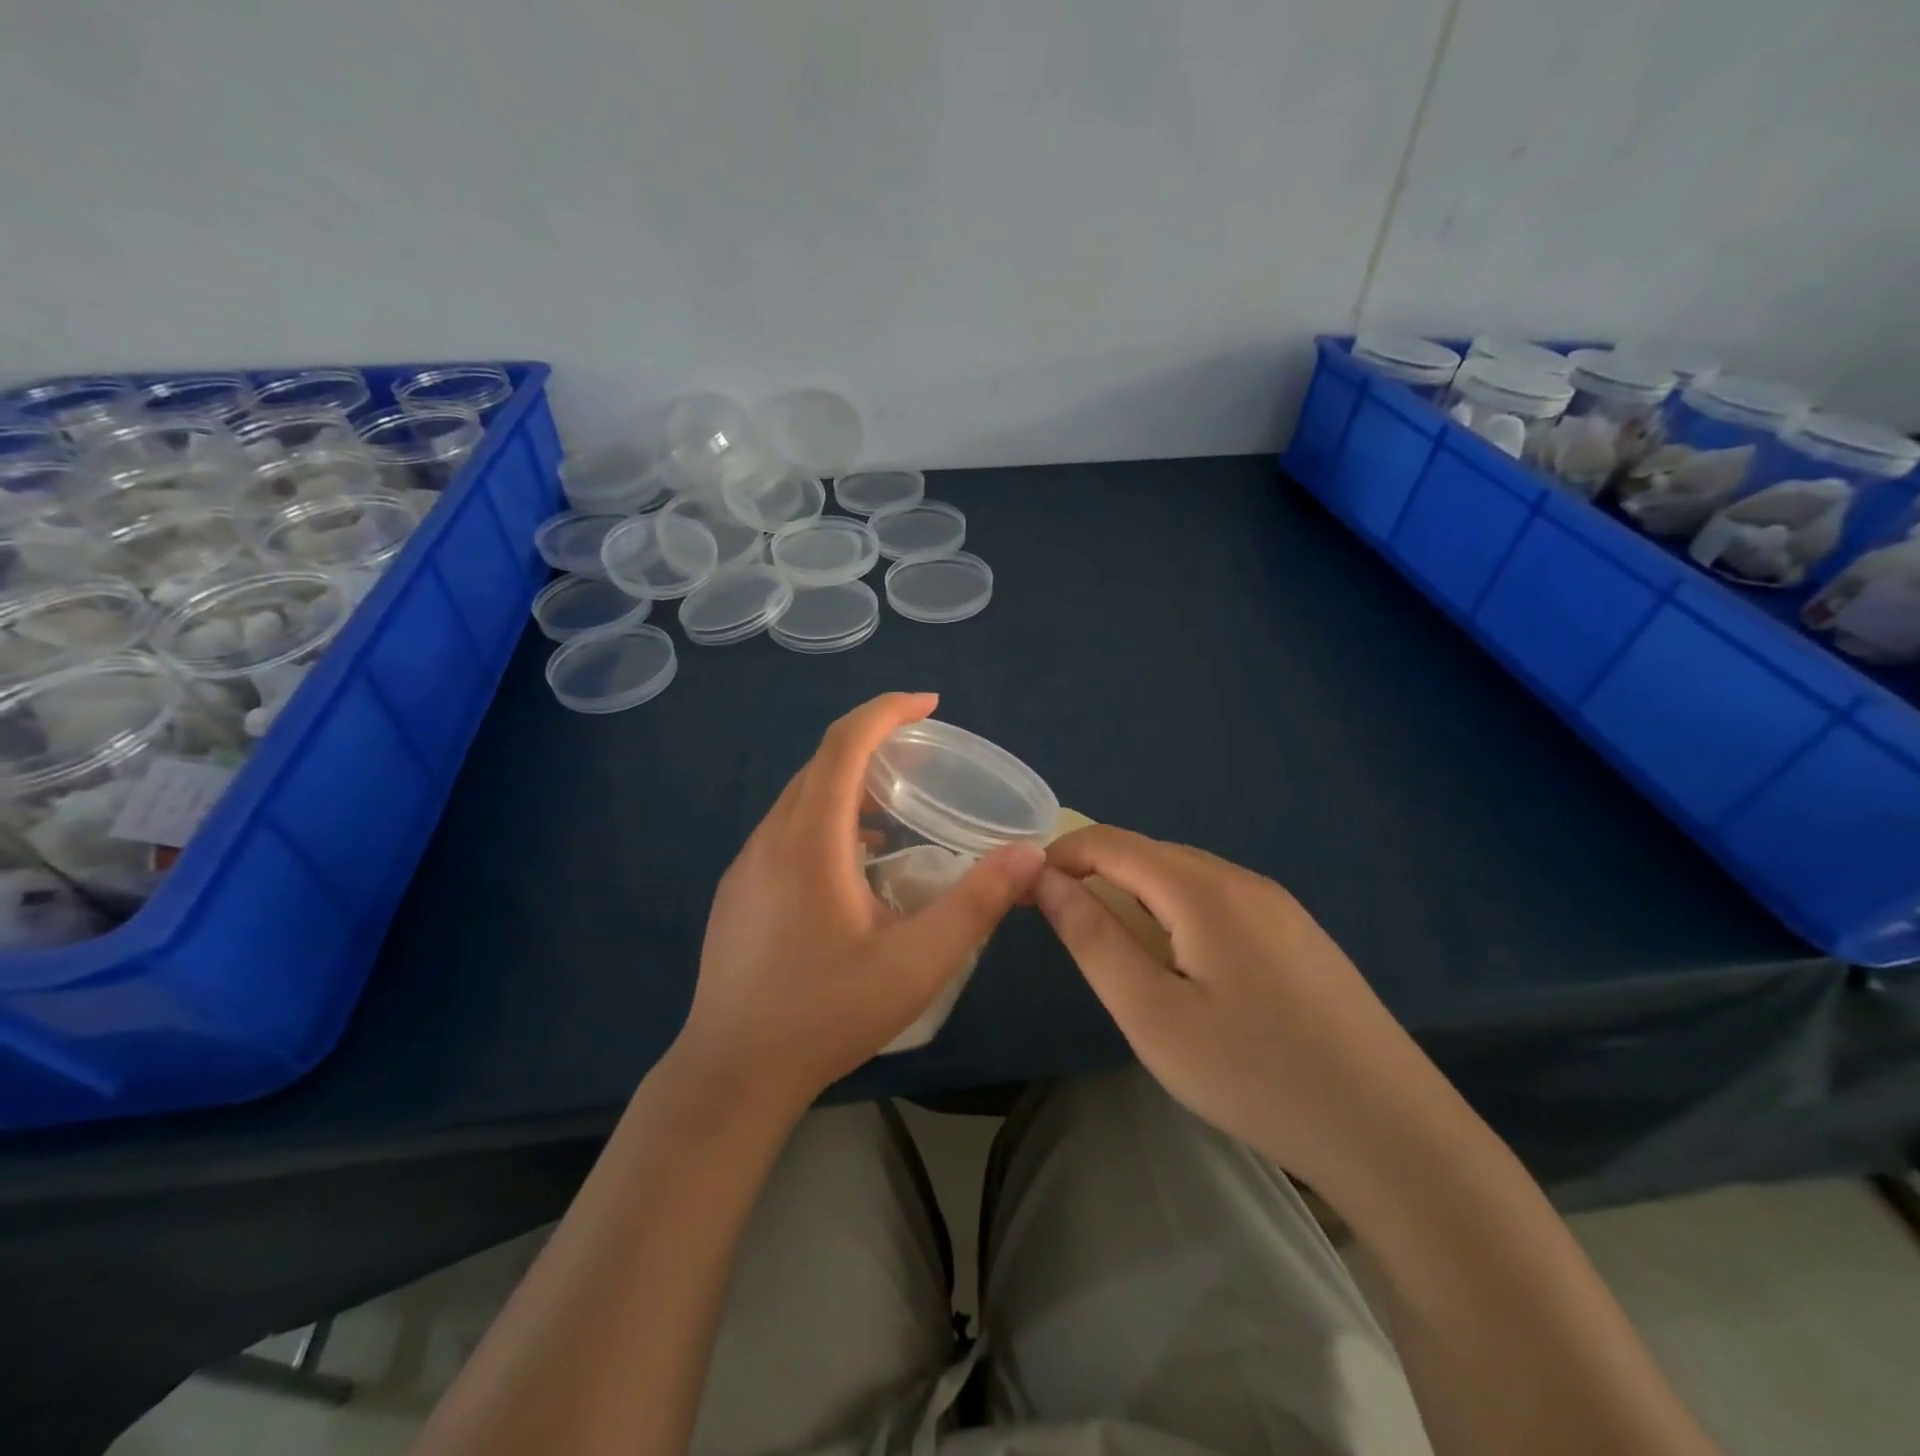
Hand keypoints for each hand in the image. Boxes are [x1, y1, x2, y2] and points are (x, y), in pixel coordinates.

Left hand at [678, 692, 1043, 1108]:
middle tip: (923, 758)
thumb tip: (1030, 856)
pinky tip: (855, 866)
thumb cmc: (826, 1013)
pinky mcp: (738, 892)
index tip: (929, 703)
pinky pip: (786, 831)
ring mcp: (746, 865)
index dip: (887, 711)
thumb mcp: (917, 961)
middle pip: (821, 765)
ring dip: (848, 788)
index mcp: (809, 839)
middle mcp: (771, 838)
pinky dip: (826, 822)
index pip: (845, 743)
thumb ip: (977, 904)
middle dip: (873, 745)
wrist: (732, 1074)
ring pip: (800, 800)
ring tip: (897, 813)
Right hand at [1035, 826, 1442, 1190]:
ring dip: (1138, 898)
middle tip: (1068, 930)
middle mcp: (1241, 879)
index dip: (1060, 857)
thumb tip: (1046, 881)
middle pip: (1149, 855)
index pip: (1111, 842)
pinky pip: (1219, 902)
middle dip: (1097, 877)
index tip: (1025, 892)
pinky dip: (1178, 915)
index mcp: (1202, 888)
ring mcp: (1278, 905)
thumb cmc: (1254, 1073)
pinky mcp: (1299, 935)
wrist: (1392, 1133)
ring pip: (1186, 878)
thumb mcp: (1152, 1014)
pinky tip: (1185, 968)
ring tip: (1120, 952)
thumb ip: (1092, 939)